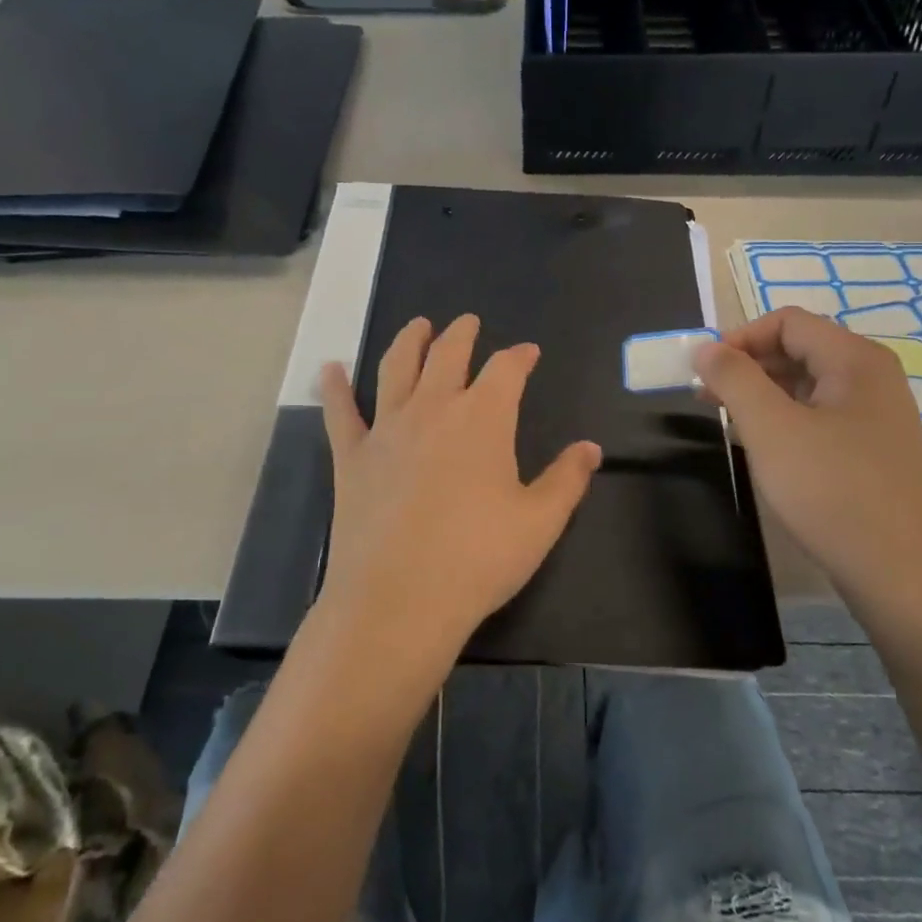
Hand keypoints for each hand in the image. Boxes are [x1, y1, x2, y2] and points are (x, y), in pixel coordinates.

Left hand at [314, 314, 601, 670]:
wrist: (398, 599)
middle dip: (462, 334)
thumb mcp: (540, 522)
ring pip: (396, 368)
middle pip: (448, 355)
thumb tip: (590, 448)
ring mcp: (387, 429)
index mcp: (484, 418)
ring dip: (409, 341)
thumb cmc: (478, 558)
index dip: (520, 357)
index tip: (528, 353)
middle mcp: (433, 409)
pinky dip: (334, 387)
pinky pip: (340, 412)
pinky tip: (330, 369)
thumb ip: (567, 479)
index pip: (506, 370)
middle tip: (468, 322)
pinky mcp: (351, 457)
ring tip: (417, 326)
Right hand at [693, 308, 921, 617]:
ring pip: (809, 385)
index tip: (703, 372)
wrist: (902, 574)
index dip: (739, 337)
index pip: (787, 321)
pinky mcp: (874, 451)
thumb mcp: (771, 429)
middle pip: (800, 348)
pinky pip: (822, 416)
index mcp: (855, 359)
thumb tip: (706, 348)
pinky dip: (786, 420)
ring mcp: (878, 416)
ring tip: (729, 422)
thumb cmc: (832, 491)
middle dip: (747, 365)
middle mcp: (873, 378)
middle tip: (707, 398)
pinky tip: (766, 448)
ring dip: (763, 394)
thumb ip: (734, 379)